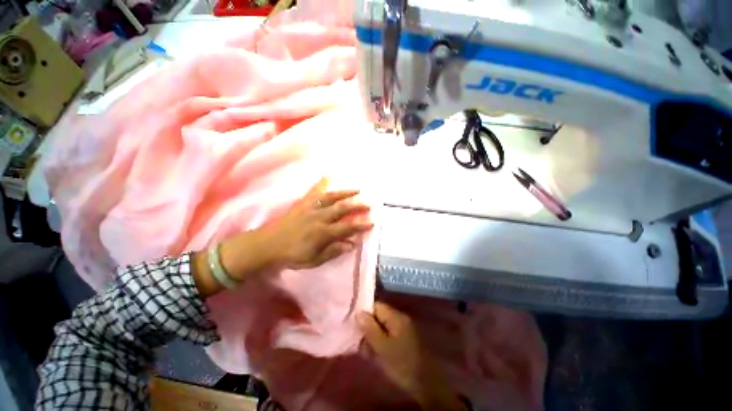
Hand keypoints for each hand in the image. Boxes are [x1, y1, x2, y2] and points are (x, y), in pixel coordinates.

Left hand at [259, 177, 373, 269]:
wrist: (267, 246)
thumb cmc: (292, 255)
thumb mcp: (314, 260)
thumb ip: (333, 251)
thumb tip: (351, 244)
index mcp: (322, 233)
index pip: (347, 228)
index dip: (361, 225)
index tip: (372, 222)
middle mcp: (318, 218)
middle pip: (341, 209)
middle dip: (357, 206)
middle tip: (369, 204)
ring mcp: (310, 208)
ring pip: (331, 198)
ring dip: (345, 193)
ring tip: (357, 190)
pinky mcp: (302, 204)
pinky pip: (313, 192)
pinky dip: (321, 183)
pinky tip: (328, 176)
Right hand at [357, 303, 467, 410]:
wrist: (425, 384)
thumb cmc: (402, 363)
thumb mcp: (382, 347)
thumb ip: (370, 329)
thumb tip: (358, 312)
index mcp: (396, 317)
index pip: (376, 306)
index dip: (364, 312)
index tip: (353, 322)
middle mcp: (399, 319)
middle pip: (378, 316)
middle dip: (367, 326)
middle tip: (357, 338)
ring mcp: (402, 330)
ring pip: (381, 327)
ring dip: (372, 336)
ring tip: (363, 348)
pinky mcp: (402, 340)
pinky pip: (387, 335)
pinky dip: (379, 342)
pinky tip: (372, 353)